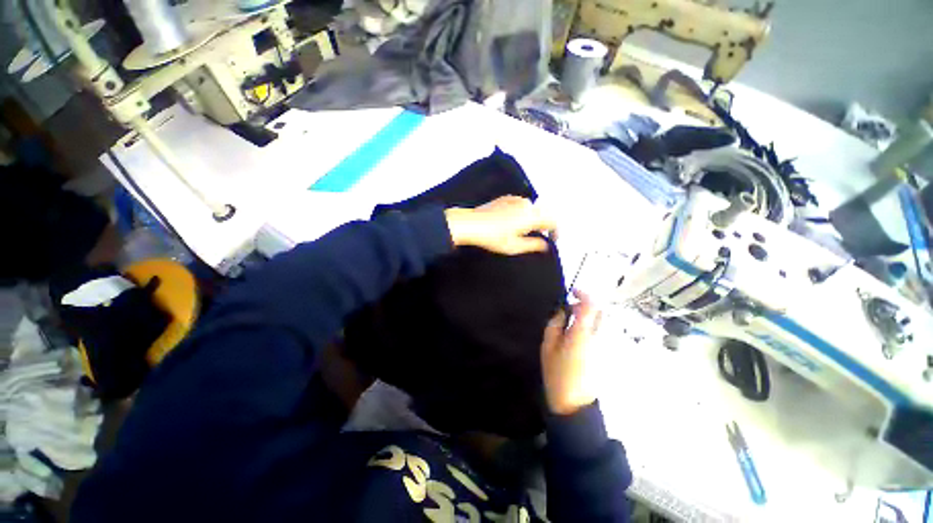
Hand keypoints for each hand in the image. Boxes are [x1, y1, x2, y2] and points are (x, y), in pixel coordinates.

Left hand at [445, 196, 555, 255]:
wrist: (472, 224)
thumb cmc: (493, 237)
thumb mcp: (515, 246)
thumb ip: (533, 245)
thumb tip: (546, 245)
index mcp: (531, 216)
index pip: (552, 221)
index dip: (555, 231)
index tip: (553, 240)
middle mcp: (526, 204)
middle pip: (543, 212)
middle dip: (545, 224)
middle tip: (541, 236)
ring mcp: (515, 199)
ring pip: (532, 207)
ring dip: (534, 217)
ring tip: (527, 229)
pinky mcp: (505, 198)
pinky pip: (521, 204)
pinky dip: (523, 212)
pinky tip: (515, 220)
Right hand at [541, 291, 600, 415]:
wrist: (574, 403)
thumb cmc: (557, 374)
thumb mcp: (548, 346)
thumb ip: (555, 324)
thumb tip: (562, 310)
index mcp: (582, 333)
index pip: (591, 305)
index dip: (584, 294)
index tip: (572, 292)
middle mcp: (598, 336)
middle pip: (599, 312)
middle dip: (585, 305)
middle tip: (568, 309)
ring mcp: (604, 346)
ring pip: (600, 322)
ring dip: (587, 316)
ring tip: (570, 322)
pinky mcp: (604, 353)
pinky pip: (599, 332)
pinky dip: (589, 327)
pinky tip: (575, 335)